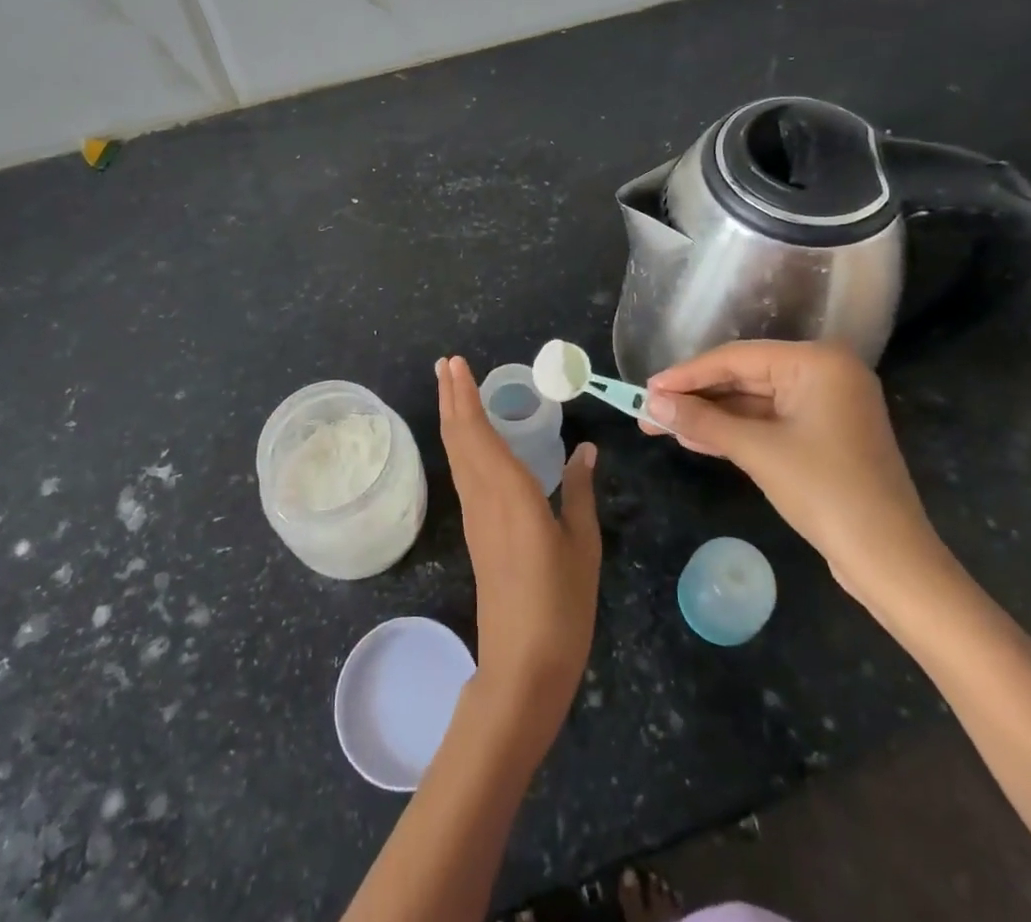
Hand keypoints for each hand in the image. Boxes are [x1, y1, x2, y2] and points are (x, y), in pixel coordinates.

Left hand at [437, 356, 600, 741]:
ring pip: (457, 455)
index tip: (455, 363)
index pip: (478, 432)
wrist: (523, 667)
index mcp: (509, 492)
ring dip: (452, 417)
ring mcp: (476, 516)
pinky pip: (464, 474)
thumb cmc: (561, 605)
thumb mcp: (583, 546)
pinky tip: (469, 440)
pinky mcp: (477, 532)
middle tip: (446, 364)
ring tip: (451, 388)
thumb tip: (585, 449)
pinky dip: (461, 444)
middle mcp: (484, 497)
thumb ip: (580, 493)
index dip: (465, 396)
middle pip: (459, 437)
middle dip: (451, 397)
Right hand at [643, 341, 946, 604]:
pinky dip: (733, 432)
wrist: (891, 562)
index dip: (686, 374)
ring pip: (752, 402)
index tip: (646, 389)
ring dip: (709, 417)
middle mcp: (823, 373)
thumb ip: (702, 421)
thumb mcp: (757, 452)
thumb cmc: (827, 493)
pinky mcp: (822, 434)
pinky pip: (767, 422)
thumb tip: (651, 403)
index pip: (736, 358)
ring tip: (661, 426)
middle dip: (695, 398)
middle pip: (743, 377)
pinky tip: (693, 440)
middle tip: (648, 411)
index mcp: (817, 362)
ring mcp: (825, 405)